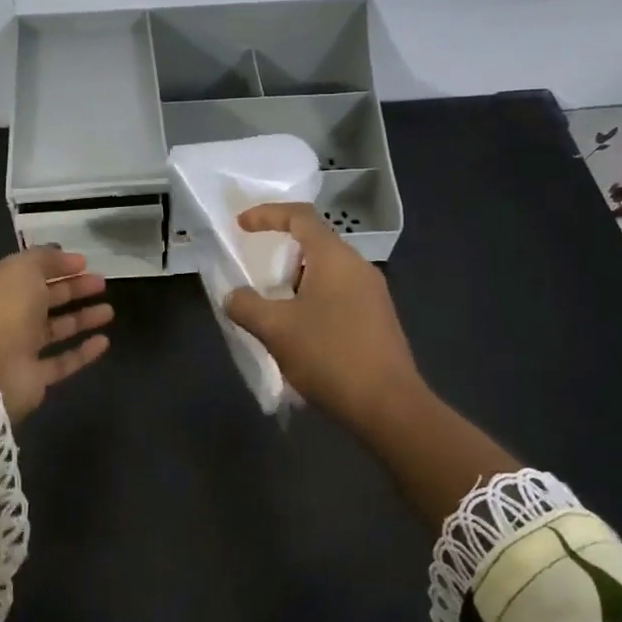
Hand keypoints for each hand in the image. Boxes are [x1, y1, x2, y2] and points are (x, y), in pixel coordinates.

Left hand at [0, 247, 112, 421]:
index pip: (30, 270)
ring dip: (82, 318)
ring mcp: (19, 346)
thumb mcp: (23, 269)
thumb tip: (64, 256)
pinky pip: (62, 360)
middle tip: (101, 282)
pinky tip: (104, 342)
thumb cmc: (5, 310)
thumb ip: (44, 258)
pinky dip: (83, 352)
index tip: (85, 262)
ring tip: (109, 311)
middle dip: (74, 288)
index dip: (57, 264)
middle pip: (45, 298)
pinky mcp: (34, 375)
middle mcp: (6, 314)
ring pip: (56, 328)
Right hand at [225, 203, 424, 436]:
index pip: (300, 216)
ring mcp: (373, 295)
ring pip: (327, 273)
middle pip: (315, 243)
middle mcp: (358, 268)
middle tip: (255, 272)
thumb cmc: (329, 356)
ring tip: (272, 308)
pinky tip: (300, 333)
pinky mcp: (378, 321)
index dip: (267, 214)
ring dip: (296, 282)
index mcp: (335, 258)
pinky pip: (339, 297)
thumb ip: (246, 305)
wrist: (388, 406)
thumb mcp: (275, 329)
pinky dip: (313, 301)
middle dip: (281, 253)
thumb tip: (234, 297)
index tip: (240, 225)